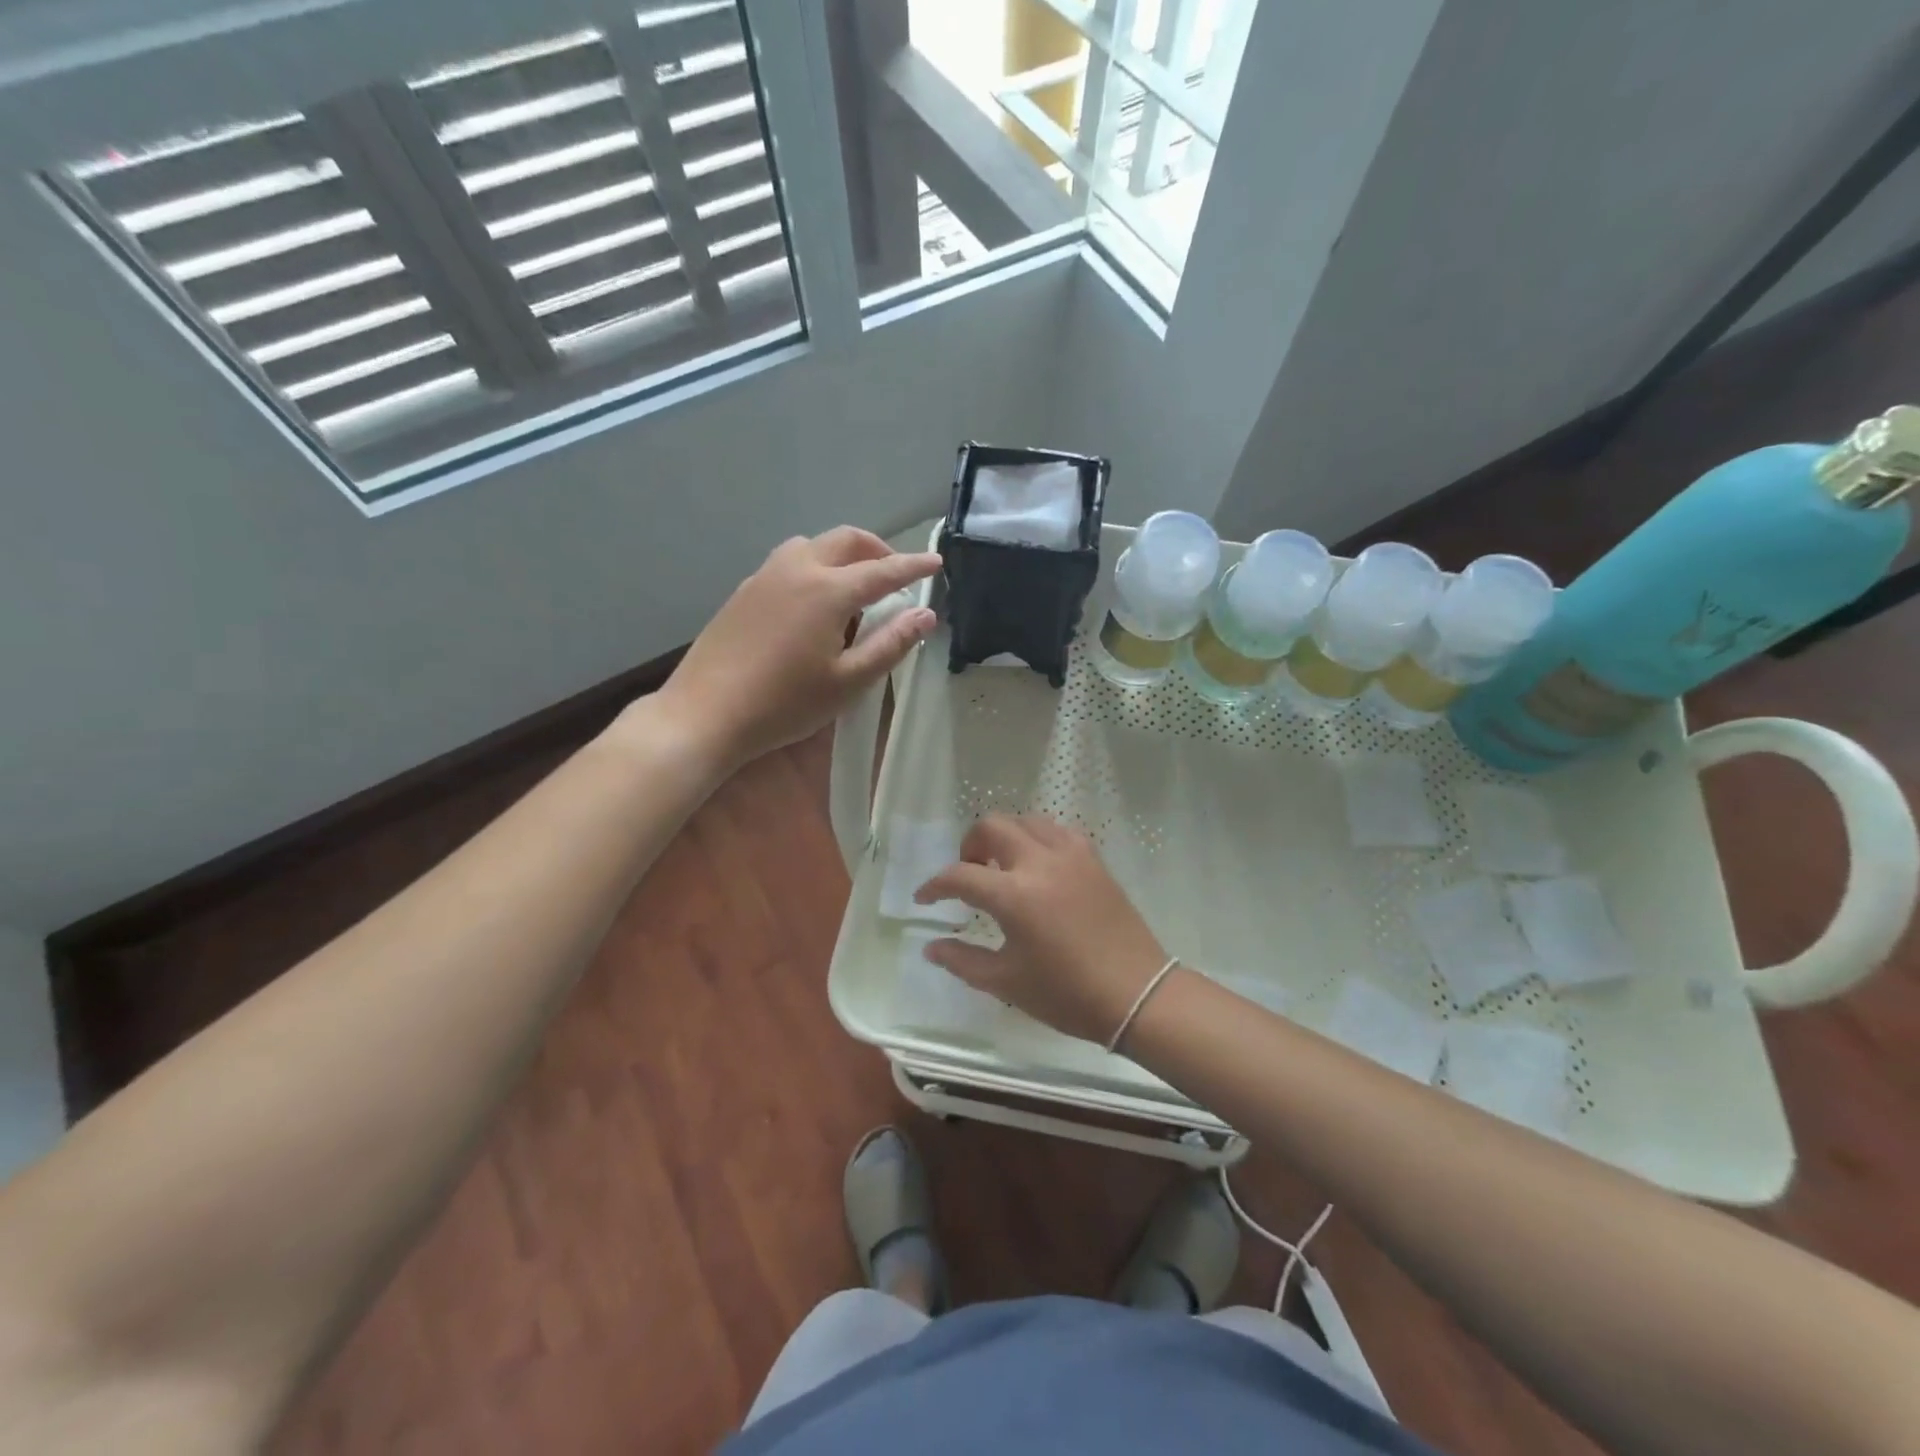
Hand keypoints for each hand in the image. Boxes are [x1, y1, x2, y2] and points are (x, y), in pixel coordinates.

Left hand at [656, 527, 939, 769]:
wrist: (705, 713)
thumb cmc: (784, 704)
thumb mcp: (848, 681)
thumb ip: (890, 644)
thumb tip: (925, 615)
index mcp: (828, 590)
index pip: (883, 570)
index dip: (914, 566)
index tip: (937, 563)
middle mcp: (798, 569)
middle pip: (846, 540)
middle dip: (878, 549)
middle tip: (897, 573)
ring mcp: (765, 576)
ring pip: (813, 545)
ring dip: (843, 554)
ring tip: (855, 587)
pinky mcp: (745, 591)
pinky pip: (789, 562)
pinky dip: (815, 567)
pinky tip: (813, 603)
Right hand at [915, 815, 1169, 1044]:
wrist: (1137, 994)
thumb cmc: (1067, 994)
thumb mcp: (1007, 983)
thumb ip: (962, 961)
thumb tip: (931, 947)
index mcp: (1014, 895)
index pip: (960, 875)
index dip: (935, 885)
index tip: (924, 899)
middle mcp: (1039, 863)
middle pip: (992, 826)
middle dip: (970, 845)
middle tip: (969, 873)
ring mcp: (1071, 855)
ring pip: (1026, 821)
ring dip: (1005, 836)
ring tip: (1003, 866)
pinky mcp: (1093, 859)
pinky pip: (1058, 831)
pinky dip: (1038, 838)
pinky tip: (1038, 865)